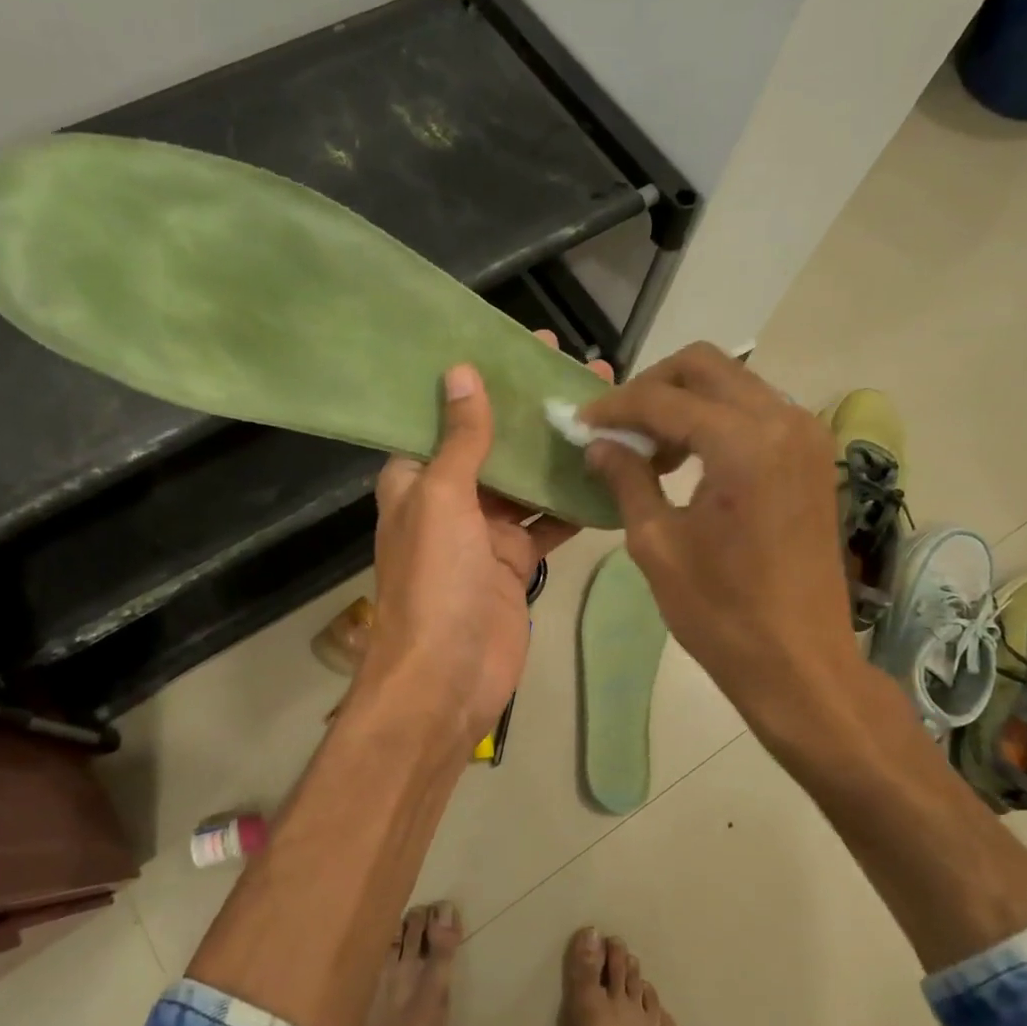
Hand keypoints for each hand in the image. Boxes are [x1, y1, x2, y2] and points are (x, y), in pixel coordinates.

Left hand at [364, 334, 611, 757]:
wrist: (447, 679)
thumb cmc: (435, 582)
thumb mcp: (442, 500)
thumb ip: (460, 440)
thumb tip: (460, 372)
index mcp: (417, 478)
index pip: (447, 414)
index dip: (480, 379)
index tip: (521, 346)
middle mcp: (450, 499)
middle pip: (495, 442)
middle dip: (531, 409)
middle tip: (579, 368)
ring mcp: (486, 533)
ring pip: (527, 480)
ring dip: (558, 450)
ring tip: (603, 408)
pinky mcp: (516, 563)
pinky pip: (548, 523)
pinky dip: (574, 503)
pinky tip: (610, 472)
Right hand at [577, 343, 863, 744]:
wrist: (799, 662)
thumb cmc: (721, 612)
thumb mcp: (657, 544)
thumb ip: (626, 479)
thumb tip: (599, 444)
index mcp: (744, 443)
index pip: (663, 399)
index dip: (614, 408)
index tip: (580, 423)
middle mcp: (784, 421)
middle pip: (705, 366)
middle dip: (652, 387)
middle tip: (616, 428)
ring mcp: (807, 436)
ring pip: (733, 383)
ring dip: (685, 402)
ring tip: (650, 450)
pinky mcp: (813, 457)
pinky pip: (756, 411)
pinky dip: (716, 419)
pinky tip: (689, 460)